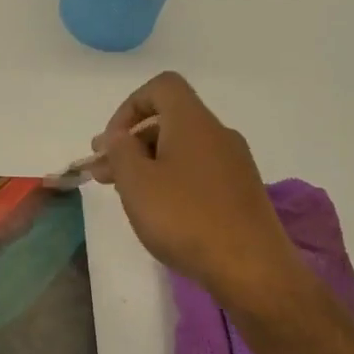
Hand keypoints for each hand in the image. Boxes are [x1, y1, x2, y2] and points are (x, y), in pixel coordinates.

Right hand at [90, 72, 306, 313]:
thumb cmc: (185, 218)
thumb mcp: (136, 183)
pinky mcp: (241, 192)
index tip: (111, 143)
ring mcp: (234, 163)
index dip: (129, 107)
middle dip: (131, 142)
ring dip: (149, 164)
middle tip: (103, 174)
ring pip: (182, 149)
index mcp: (193, 122)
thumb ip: (120, 152)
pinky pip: (198, 171)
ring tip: (126, 196)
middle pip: (169, 120)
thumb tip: (118, 136)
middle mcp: (218, 134)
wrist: (250, 267)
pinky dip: (172, 180)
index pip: (161, 87)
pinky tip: (160, 212)